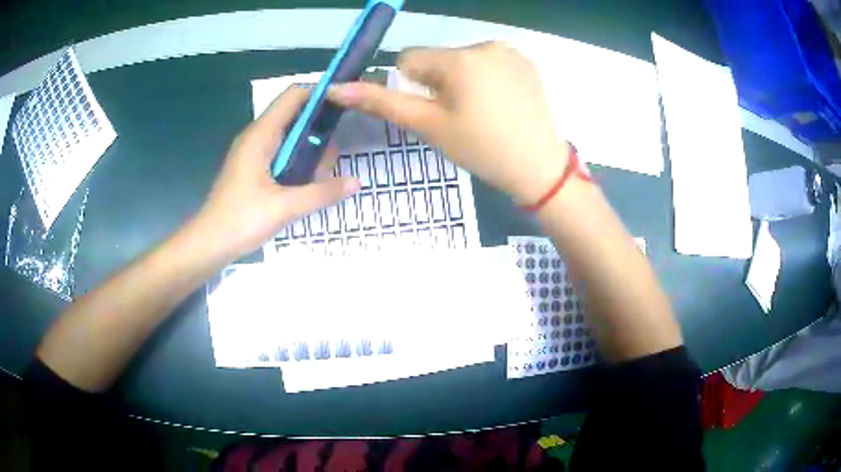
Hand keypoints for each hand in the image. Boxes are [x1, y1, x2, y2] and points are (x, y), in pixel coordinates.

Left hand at [191, 86, 359, 260]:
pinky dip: (298, 159)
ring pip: (288, 135)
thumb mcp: (284, 207)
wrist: (208, 244)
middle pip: (293, 114)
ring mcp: (253, 153)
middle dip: (319, 125)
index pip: (293, 96)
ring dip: (309, 146)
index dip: (319, 94)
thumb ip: (321, 193)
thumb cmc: (240, 220)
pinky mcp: (253, 169)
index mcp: (261, 135)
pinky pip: (281, 152)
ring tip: (327, 170)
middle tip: (339, 148)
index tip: (345, 105)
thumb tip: (357, 181)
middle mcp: (257, 137)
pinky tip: (309, 180)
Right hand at [329, 42, 567, 204]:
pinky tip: (501, 104)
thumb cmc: (481, 149)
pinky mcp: (527, 62)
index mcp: (458, 58)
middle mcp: (484, 44)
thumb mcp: (428, 126)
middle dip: (439, 84)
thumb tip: (337, 88)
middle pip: (439, 59)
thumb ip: (382, 103)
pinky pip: (490, 63)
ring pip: (464, 61)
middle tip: (461, 118)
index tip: (434, 112)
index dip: (413, 87)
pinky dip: (487, 79)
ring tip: (483, 113)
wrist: (539, 168)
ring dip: (463, 81)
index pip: (409, 59)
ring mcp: (510, 51)